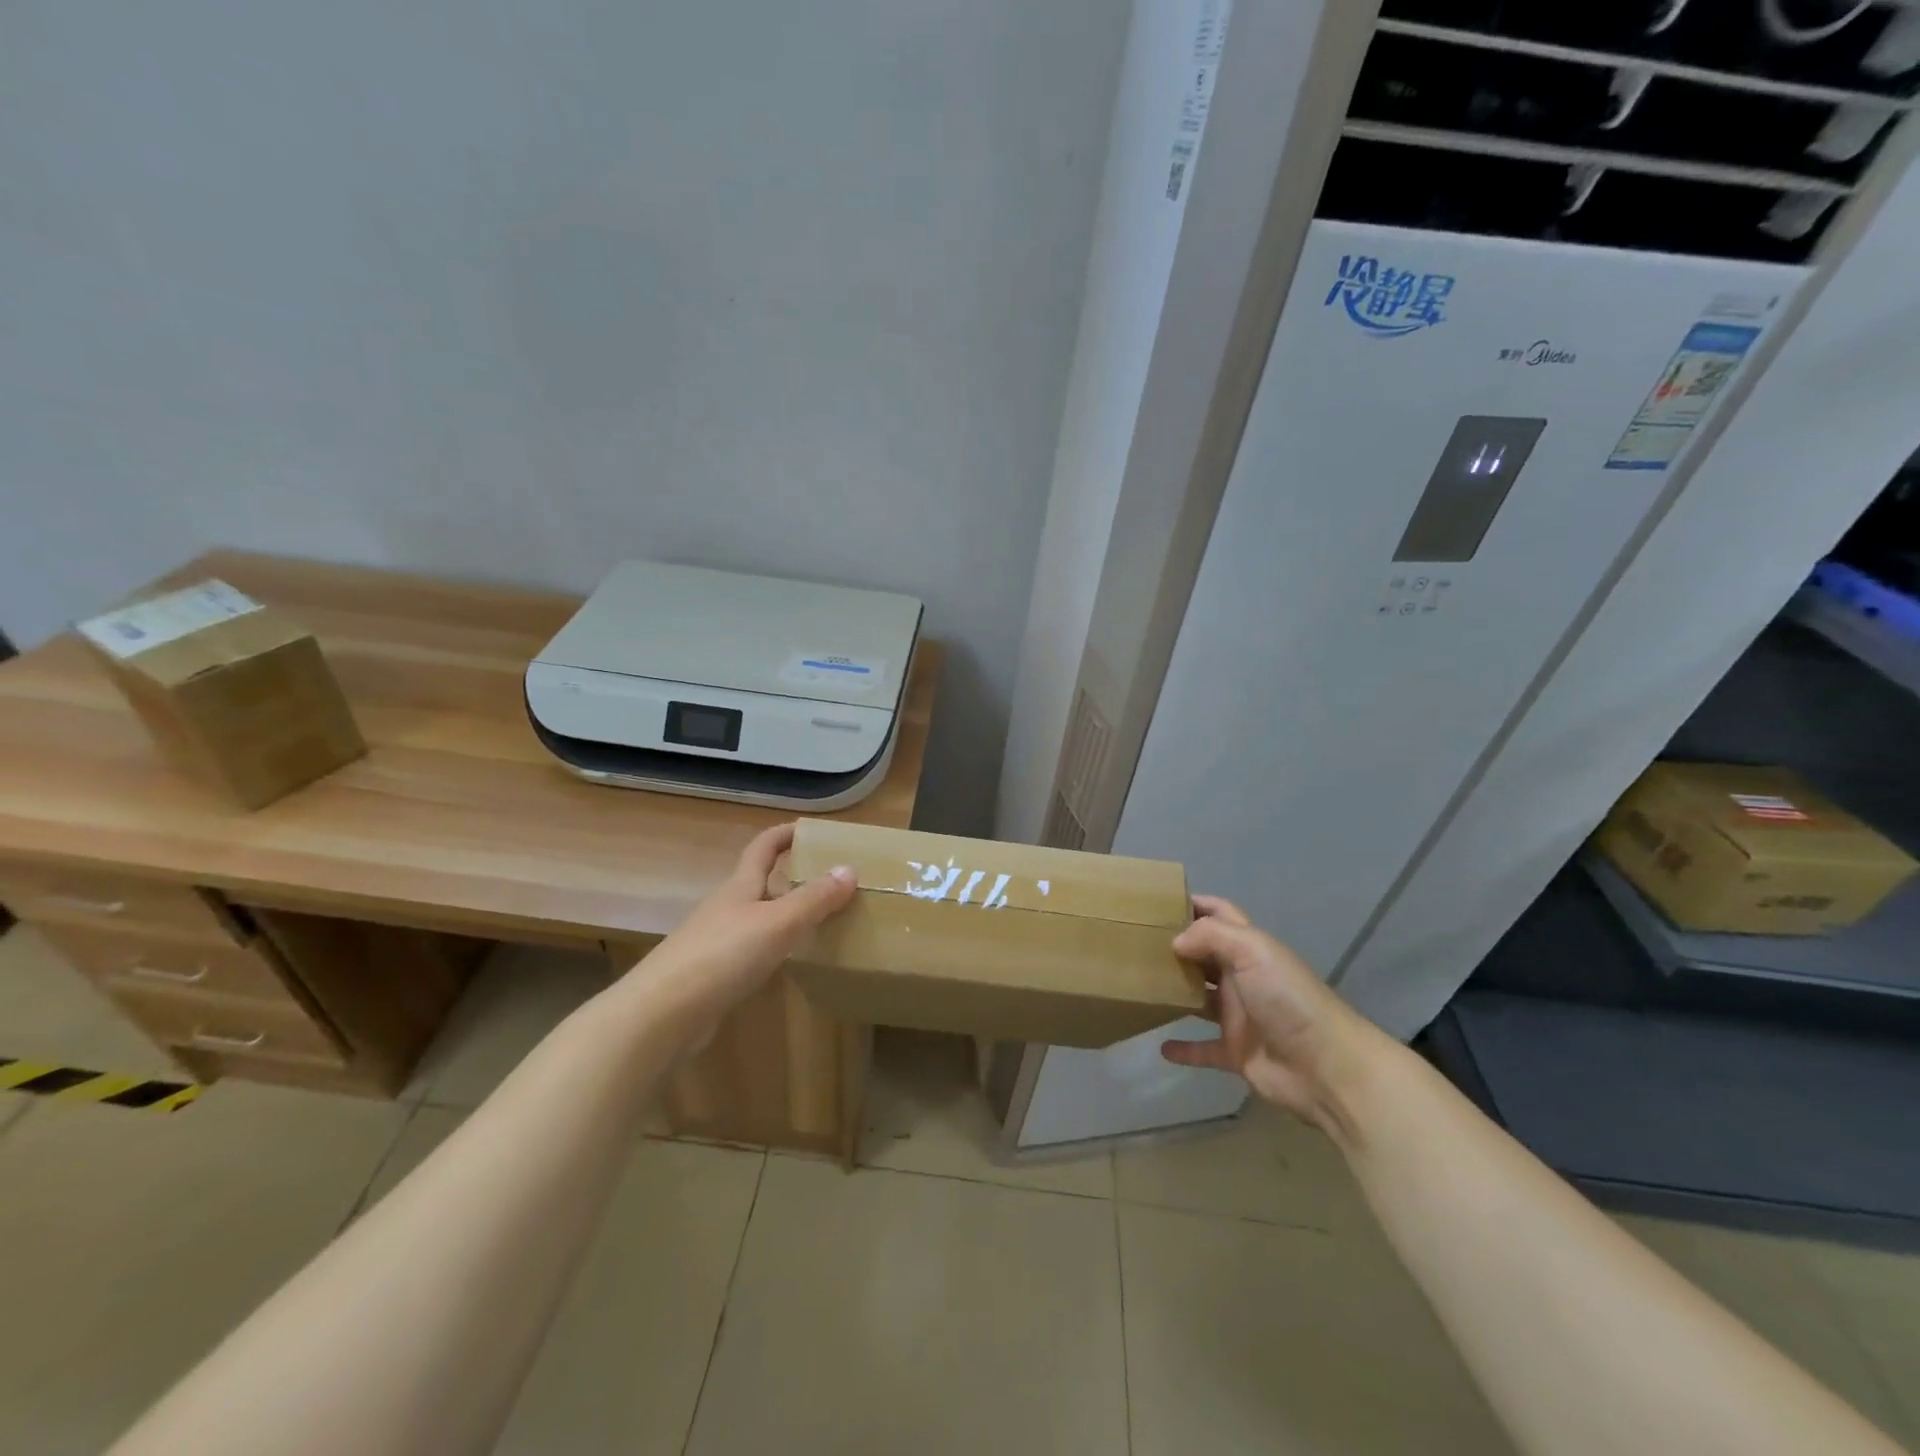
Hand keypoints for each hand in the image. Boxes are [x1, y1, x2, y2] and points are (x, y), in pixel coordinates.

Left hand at [636, 822, 856, 1021]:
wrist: (662, 1014)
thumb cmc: (723, 955)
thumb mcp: (778, 922)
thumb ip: (814, 898)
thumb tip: (849, 868)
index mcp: (740, 886)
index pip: (763, 847)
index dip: (785, 834)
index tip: (813, 830)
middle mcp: (726, 907)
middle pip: (760, 881)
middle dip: (791, 876)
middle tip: (830, 880)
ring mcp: (716, 941)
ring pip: (757, 917)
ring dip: (785, 913)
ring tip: (820, 920)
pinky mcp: (712, 974)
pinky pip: (751, 949)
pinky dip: (774, 947)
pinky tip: (789, 962)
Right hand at [1160, 895, 1385, 1133]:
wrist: (1328, 1069)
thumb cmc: (1289, 1000)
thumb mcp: (1252, 952)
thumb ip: (1211, 937)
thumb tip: (1175, 942)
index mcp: (1250, 948)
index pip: (1220, 914)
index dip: (1195, 904)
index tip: (1158, 902)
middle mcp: (1243, 978)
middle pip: (1205, 955)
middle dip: (1176, 947)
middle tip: (1135, 944)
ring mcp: (1240, 1017)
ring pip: (1200, 999)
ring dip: (1175, 993)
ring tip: (1140, 987)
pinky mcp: (1237, 1053)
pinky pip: (1204, 1049)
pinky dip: (1184, 1049)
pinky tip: (1160, 1047)